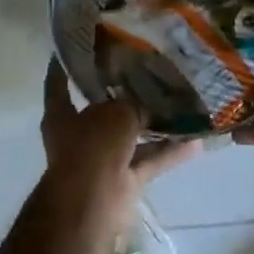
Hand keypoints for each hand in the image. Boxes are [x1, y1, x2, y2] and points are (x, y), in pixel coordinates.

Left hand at [41, 60, 199, 229]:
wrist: (93, 203)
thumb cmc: (93, 147)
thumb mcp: (117, 113)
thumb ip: (132, 106)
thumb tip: (144, 110)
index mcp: (62, 115)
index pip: (58, 86)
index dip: (64, 68)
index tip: (74, 50)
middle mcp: (79, 136)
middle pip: (102, 111)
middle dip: (123, 98)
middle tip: (147, 75)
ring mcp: (101, 160)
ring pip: (130, 138)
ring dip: (153, 127)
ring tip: (181, 106)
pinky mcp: (123, 181)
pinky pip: (148, 161)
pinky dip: (169, 153)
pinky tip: (196, 141)